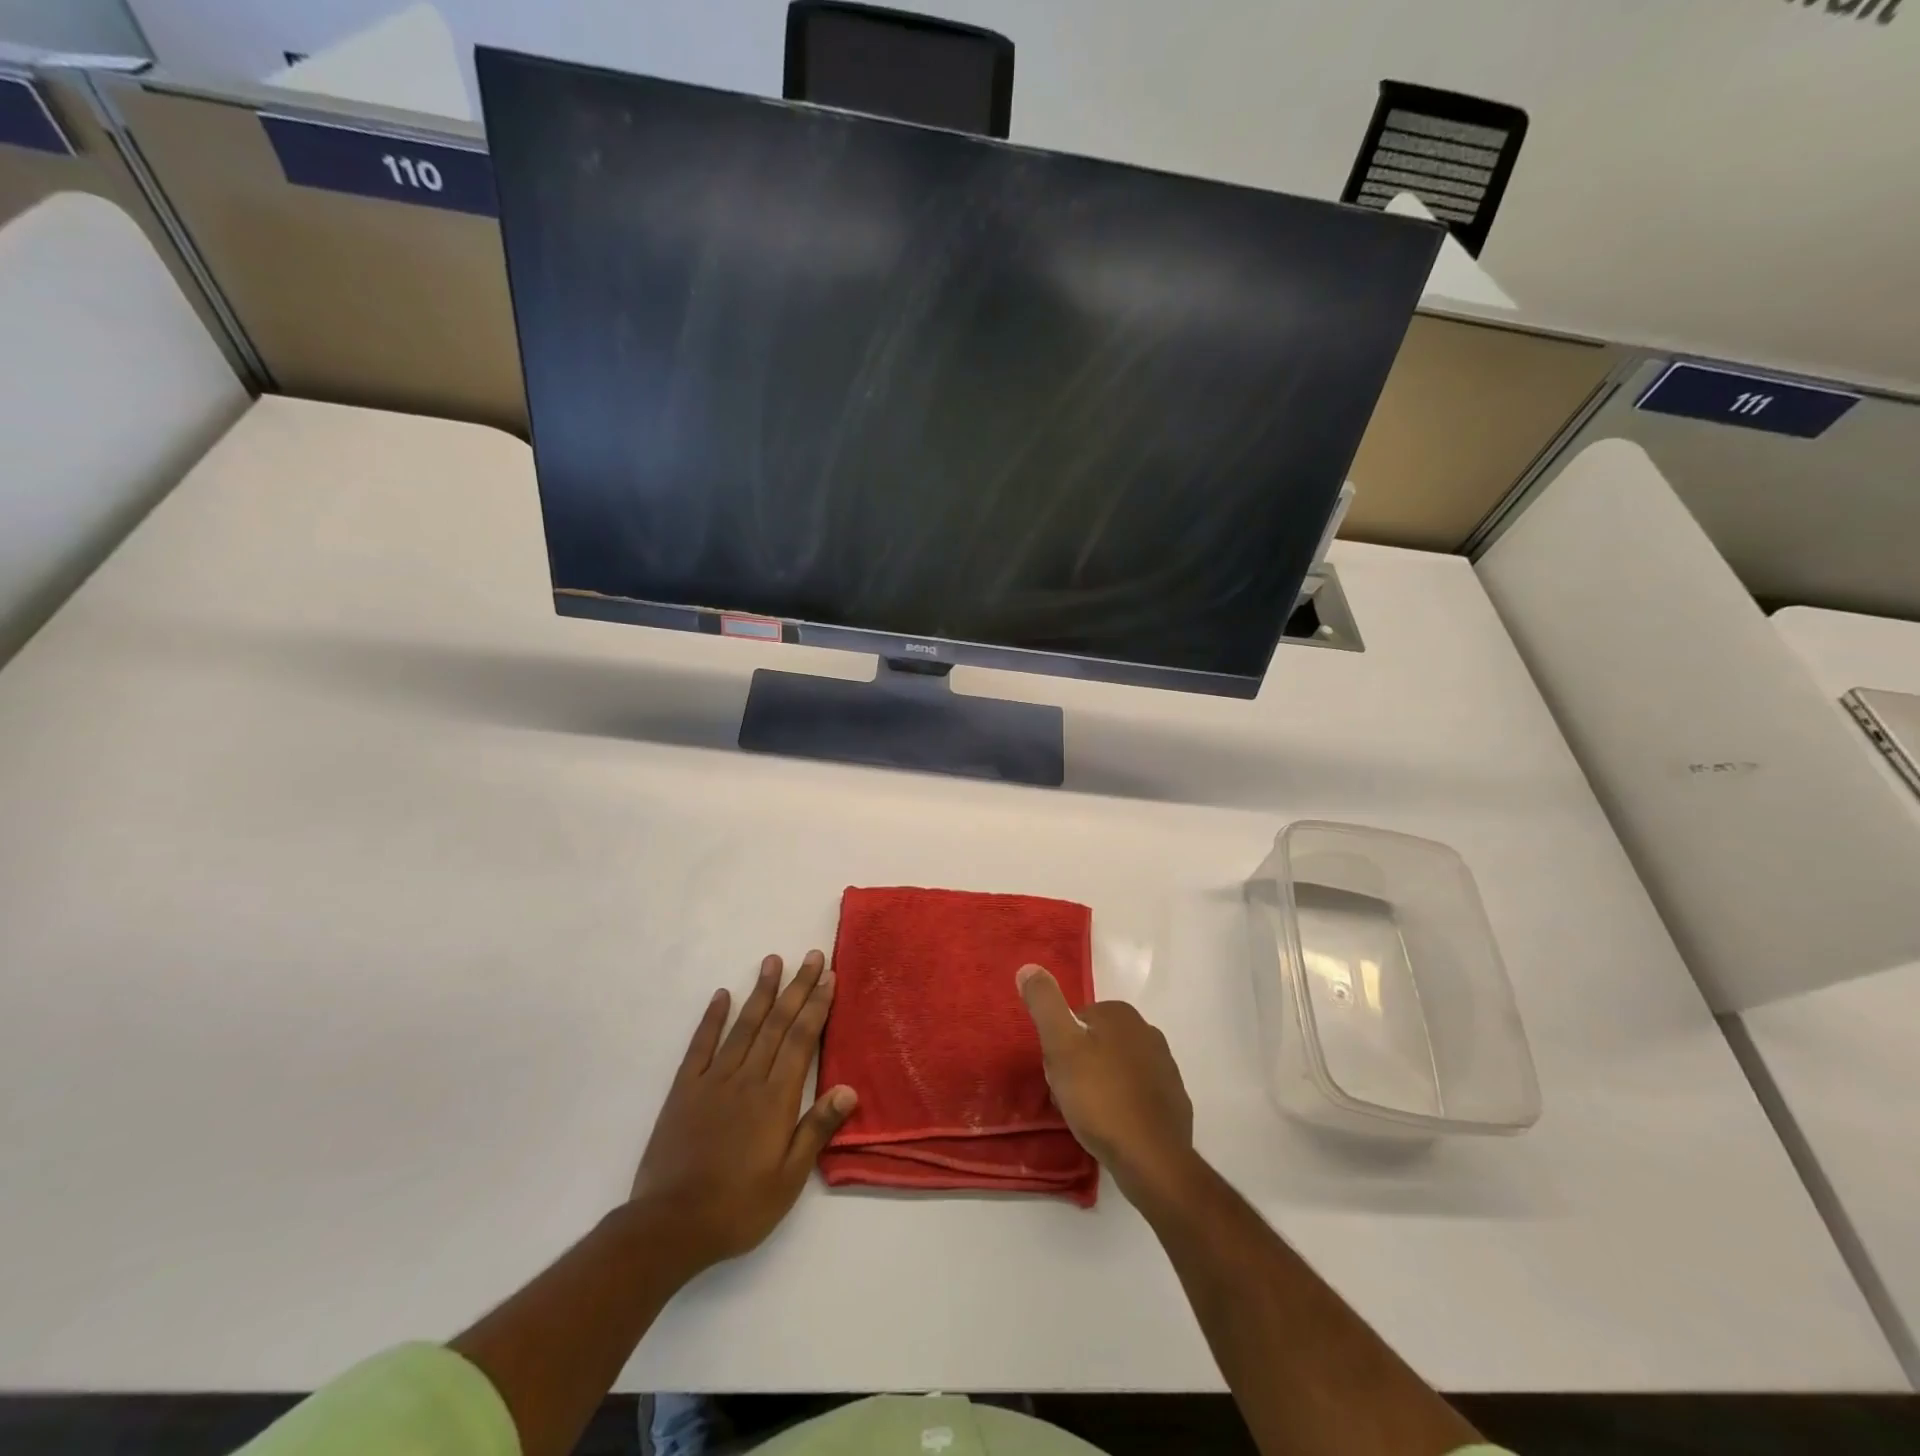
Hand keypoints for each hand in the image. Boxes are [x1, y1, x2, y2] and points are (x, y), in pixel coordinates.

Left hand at [630, 951, 855, 1277]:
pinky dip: (712, 1018)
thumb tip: (848, 1088)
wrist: (670, 1226)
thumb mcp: (788, 1179)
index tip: (828, 976)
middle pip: (777, 1023)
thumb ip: (816, 1129)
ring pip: (743, 1026)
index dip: (816, 1006)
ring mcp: (713, 1080)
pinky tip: (722, 995)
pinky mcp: (685, 1090)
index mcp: (776, 1098)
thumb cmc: (738, 1207)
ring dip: (760, 992)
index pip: (801, 1040)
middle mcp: (747, 1078)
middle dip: (797, 987)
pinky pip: (701, 1046)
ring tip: (773, 961)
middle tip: (811, 956)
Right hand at [1017, 963, 1193, 1203]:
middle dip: (1080, 1064)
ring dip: (1101, 1085)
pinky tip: (1113, 1127)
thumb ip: (1045, 1004)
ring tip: (1088, 1116)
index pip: (1077, 1019)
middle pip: (1098, 1043)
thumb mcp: (1060, 1046)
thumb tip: (1028, 967)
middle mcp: (1148, 1032)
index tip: (1056, 1072)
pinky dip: (1124, 1105)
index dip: (1061, 1046)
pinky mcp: (1174, 1100)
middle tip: (1068, 1096)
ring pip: (1118, 1068)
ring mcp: (1165, 1067)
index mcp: (1121, 1014)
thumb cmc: (1099, 1097)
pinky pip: (1138, 1094)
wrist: (1151, 1157)